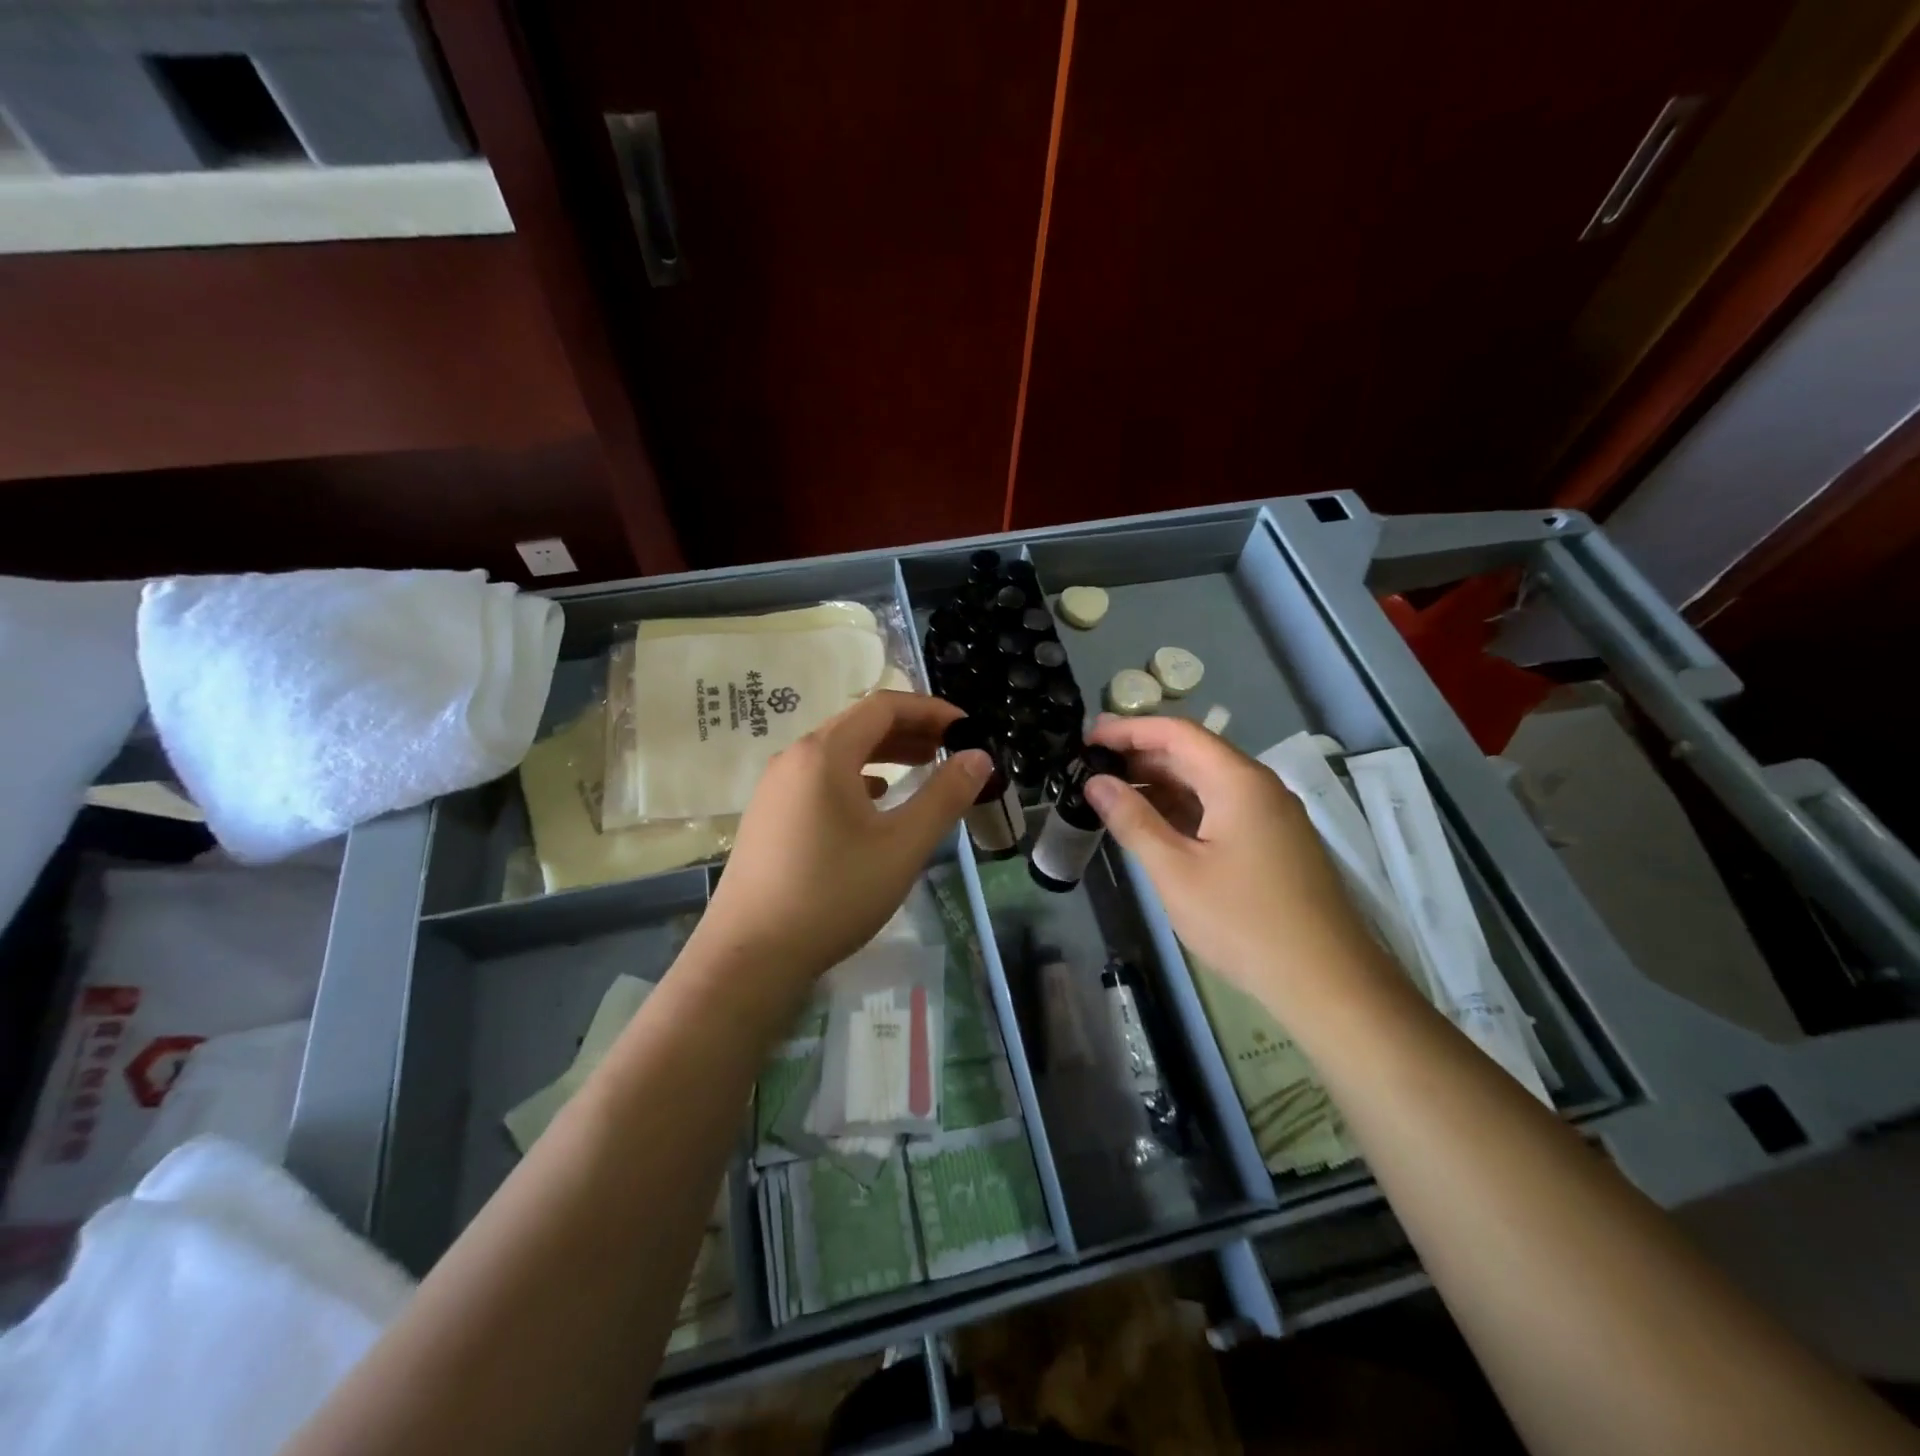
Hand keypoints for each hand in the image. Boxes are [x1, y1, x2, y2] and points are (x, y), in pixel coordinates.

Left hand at [691, 692, 993, 990]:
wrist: (749, 955)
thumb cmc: (833, 894)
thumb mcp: (902, 846)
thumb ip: (945, 796)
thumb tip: (979, 757)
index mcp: (824, 753)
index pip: (883, 707)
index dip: (929, 709)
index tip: (966, 727)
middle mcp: (794, 758)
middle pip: (858, 725)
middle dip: (909, 730)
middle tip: (950, 747)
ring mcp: (774, 788)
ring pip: (837, 753)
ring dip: (883, 753)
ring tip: (921, 767)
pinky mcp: (768, 816)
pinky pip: (819, 779)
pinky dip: (855, 777)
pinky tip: (874, 801)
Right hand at [1083, 714, 1401, 1018]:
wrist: (1327, 982)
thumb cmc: (1243, 922)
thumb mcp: (1176, 871)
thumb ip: (1133, 821)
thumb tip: (1096, 782)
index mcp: (1238, 781)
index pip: (1177, 733)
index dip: (1129, 730)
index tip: (1088, 739)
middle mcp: (1258, 787)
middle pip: (1192, 754)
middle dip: (1140, 757)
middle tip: (1091, 770)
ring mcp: (1270, 816)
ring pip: (1206, 784)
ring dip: (1160, 786)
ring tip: (1112, 797)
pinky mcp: (1273, 843)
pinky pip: (1220, 809)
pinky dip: (1182, 810)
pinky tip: (1153, 827)